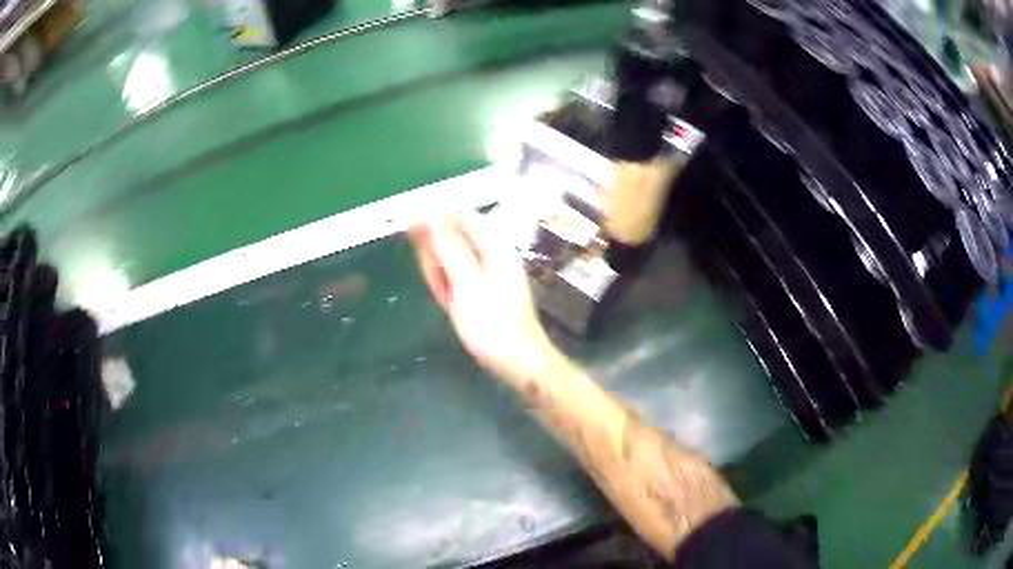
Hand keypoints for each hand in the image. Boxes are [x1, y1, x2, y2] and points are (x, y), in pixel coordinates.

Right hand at [409, 215, 558, 383]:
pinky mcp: (487, 287)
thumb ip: (448, 249)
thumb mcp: (465, 286)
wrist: (518, 361)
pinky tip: (451, 302)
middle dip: (437, 255)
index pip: (458, 217)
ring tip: (446, 298)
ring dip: (442, 273)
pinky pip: (460, 276)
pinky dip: (450, 285)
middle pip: (454, 237)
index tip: (409, 231)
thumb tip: (431, 217)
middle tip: (439, 284)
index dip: (432, 221)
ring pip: (454, 259)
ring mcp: (491, 270)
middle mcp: (494, 252)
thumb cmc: (492, 326)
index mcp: (493, 246)